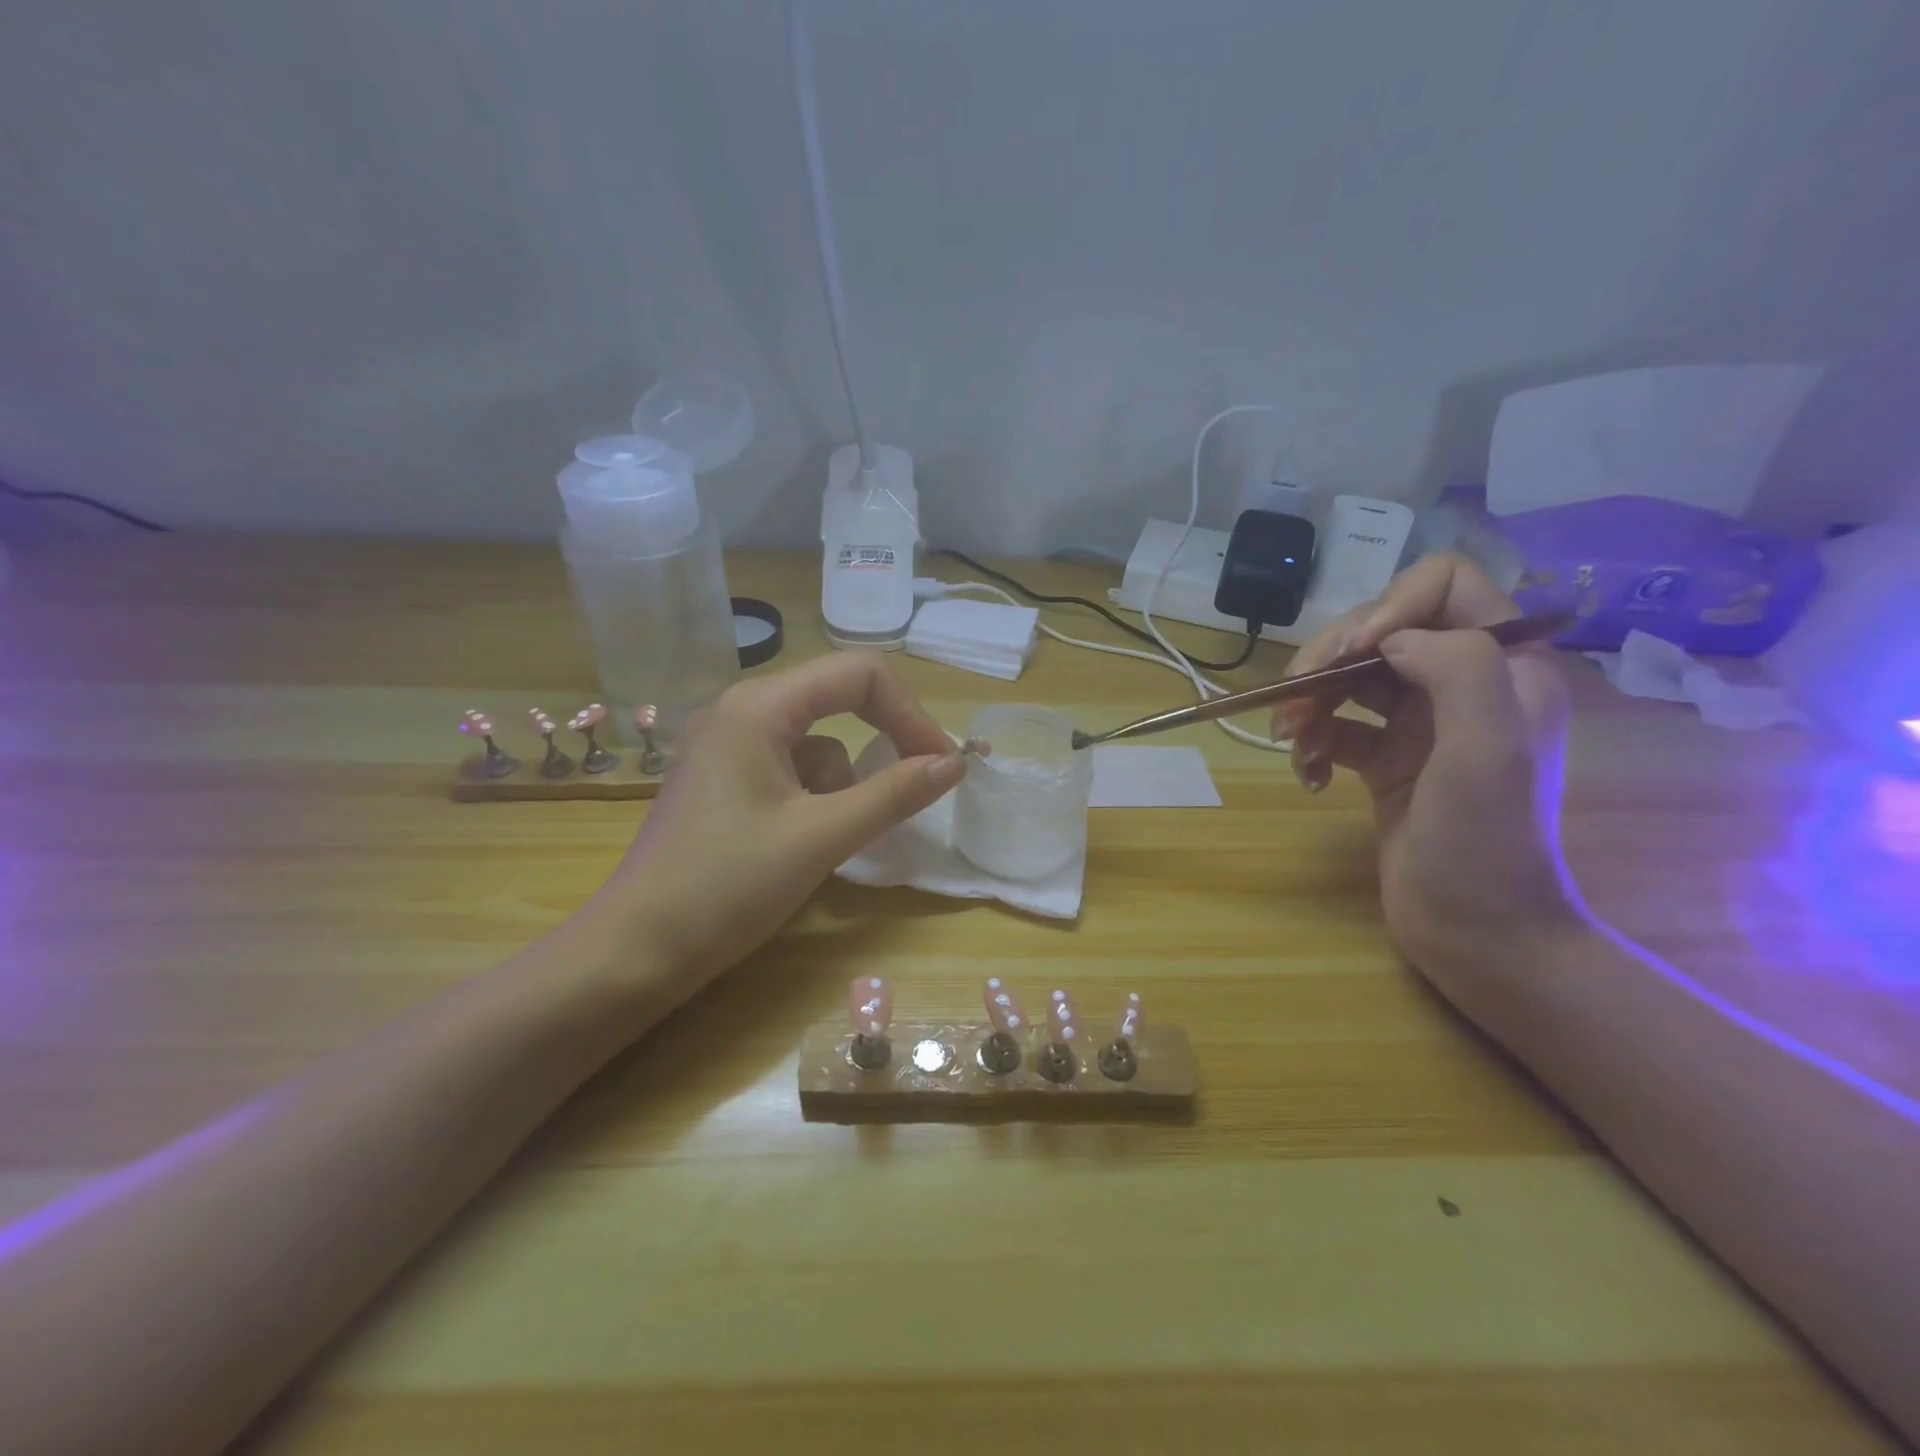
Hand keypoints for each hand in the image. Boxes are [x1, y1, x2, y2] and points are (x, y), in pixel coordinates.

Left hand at [597, 653, 964, 987]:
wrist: (635, 953)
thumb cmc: (727, 887)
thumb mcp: (822, 837)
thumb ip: (894, 794)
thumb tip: (955, 763)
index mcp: (760, 707)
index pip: (859, 674)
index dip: (910, 714)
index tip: (942, 764)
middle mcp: (741, 711)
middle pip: (837, 701)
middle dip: (882, 743)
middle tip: (916, 787)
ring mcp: (727, 746)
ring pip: (817, 744)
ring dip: (842, 786)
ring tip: (826, 842)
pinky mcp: (723, 781)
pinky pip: (791, 771)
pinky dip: (815, 801)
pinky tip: (798, 847)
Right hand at [1270, 553, 1584, 988]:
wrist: (1475, 931)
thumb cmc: (1485, 840)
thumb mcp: (1486, 745)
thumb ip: (1454, 666)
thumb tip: (1384, 639)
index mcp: (1502, 663)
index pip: (1443, 584)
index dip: (1389, 606)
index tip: (1352, 656)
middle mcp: (1460, 682)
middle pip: (1377, 629)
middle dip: (1327, 660)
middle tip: (1294, 703)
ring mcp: (1419, 723)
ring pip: (1347, 676)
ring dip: (1309, 701)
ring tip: (1291, 742)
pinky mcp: (1385, 759)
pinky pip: (1336, 727)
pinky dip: (1312, 744)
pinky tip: (1307, 777)